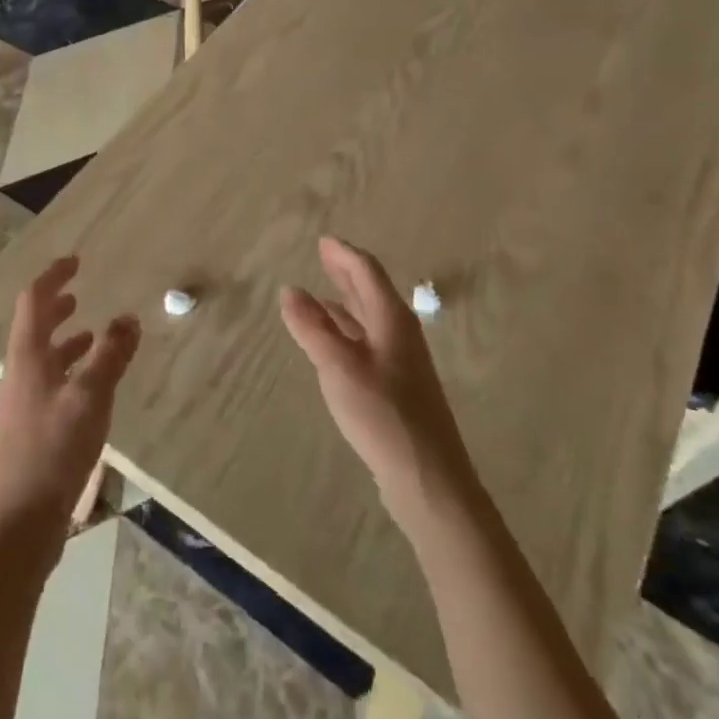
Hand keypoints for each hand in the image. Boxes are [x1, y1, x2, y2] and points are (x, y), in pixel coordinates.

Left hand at [0, 257, 140, 541]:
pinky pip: (53, 383)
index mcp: (28, 356)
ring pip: (44, 356)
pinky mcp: (34, 428)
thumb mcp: (90, 397)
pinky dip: (72, 370)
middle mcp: (21, 373)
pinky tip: (93, 386)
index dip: (52, 276)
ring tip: (92, 333)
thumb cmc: (52, 450)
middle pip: (35, 326)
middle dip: (56, 305)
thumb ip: (111, 355)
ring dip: (65, 339)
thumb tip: (129, 317)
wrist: (20, 521)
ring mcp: (25, 402)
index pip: (33, 300)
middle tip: (79, 293)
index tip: (75, 260)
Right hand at [280, 237, 479, 533]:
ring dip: (347, 302)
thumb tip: (290, 290)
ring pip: (370, 319)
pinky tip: (335, 342)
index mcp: (391, 319)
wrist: (428, 477)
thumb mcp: (338, 366)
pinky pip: (369, 342)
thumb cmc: (382, 414)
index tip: (323, 241)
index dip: (343, 254)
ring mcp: (402, 361)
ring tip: (321, 294)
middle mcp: (400, 333)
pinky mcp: (398, 386)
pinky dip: (348, 331)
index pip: (367, 272)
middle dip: (347, 273)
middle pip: (372, 292)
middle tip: (324, 257)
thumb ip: (312, 327)